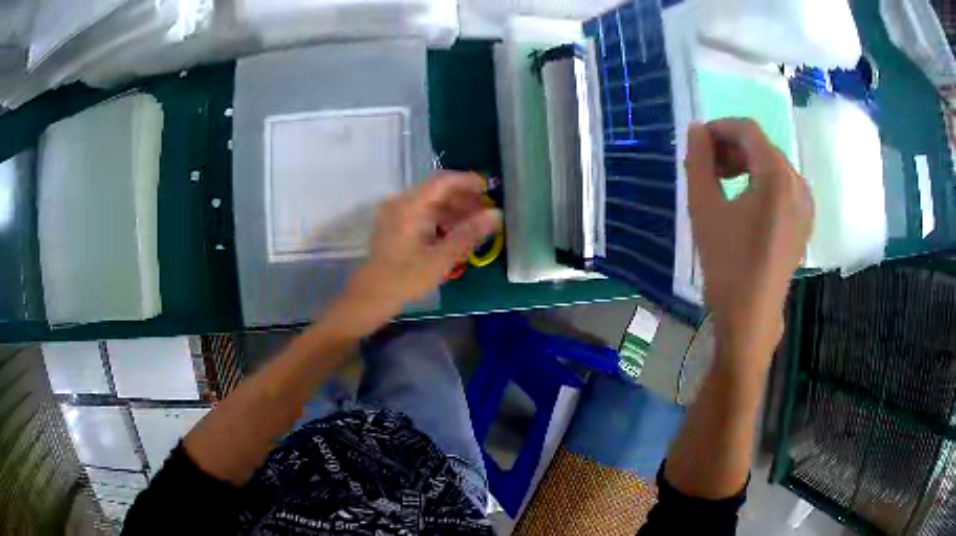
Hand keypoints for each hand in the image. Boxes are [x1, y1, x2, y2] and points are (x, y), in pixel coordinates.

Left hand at [332, 172, 501, 336]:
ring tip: (474, 224)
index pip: (443, 181)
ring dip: (452, 210)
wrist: (371, 295)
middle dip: (462, 199)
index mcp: (410, 206)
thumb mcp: (441, 258)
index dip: (467, 181)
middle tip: (485, 211)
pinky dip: (439, 218)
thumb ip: (469, 233)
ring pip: (429, 202)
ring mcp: (394, 213)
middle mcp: (400, 203)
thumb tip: (496, 214)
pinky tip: (453, 233)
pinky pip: (421, 213)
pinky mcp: (393, 225)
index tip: (488, 189)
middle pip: (436, 190)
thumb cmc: (406, 277)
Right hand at [686, 119, 813, 366]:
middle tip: (708, 169)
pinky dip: (763, 183)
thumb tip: (697, 129)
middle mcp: (797, 183)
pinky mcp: (804, 223)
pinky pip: (784, 187)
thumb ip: (699, 161)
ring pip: (774, 166)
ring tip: (724, 186)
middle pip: (763, 147)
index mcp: (776, 176)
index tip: (699, 144)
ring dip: (747, 165)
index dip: (720, 128)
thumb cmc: (726, 263)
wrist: (751, 317)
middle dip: (733, 148)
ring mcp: (805, 205)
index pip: (748, 130)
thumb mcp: (704, 208)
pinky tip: (747, 204)